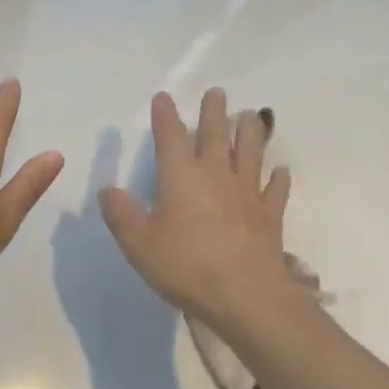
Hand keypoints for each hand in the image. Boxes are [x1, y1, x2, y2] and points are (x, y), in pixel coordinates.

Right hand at [99, 89, 306, 333]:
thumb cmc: (185, 265)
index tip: (164, 97)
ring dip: (250, 132)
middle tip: (217, 92)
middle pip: (216, 135)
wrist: (245, 295)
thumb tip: (108, 190)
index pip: (170, 137)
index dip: (165, 116)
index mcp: (180, 177)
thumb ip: (121, 214)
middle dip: (213, 112)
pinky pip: (275, 189)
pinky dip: (277, 178)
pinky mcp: (269, 216)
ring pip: (250, 153)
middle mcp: (216, 175)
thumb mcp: (138, 244)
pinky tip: (280, 171)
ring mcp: (247, 194)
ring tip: (250, 115)